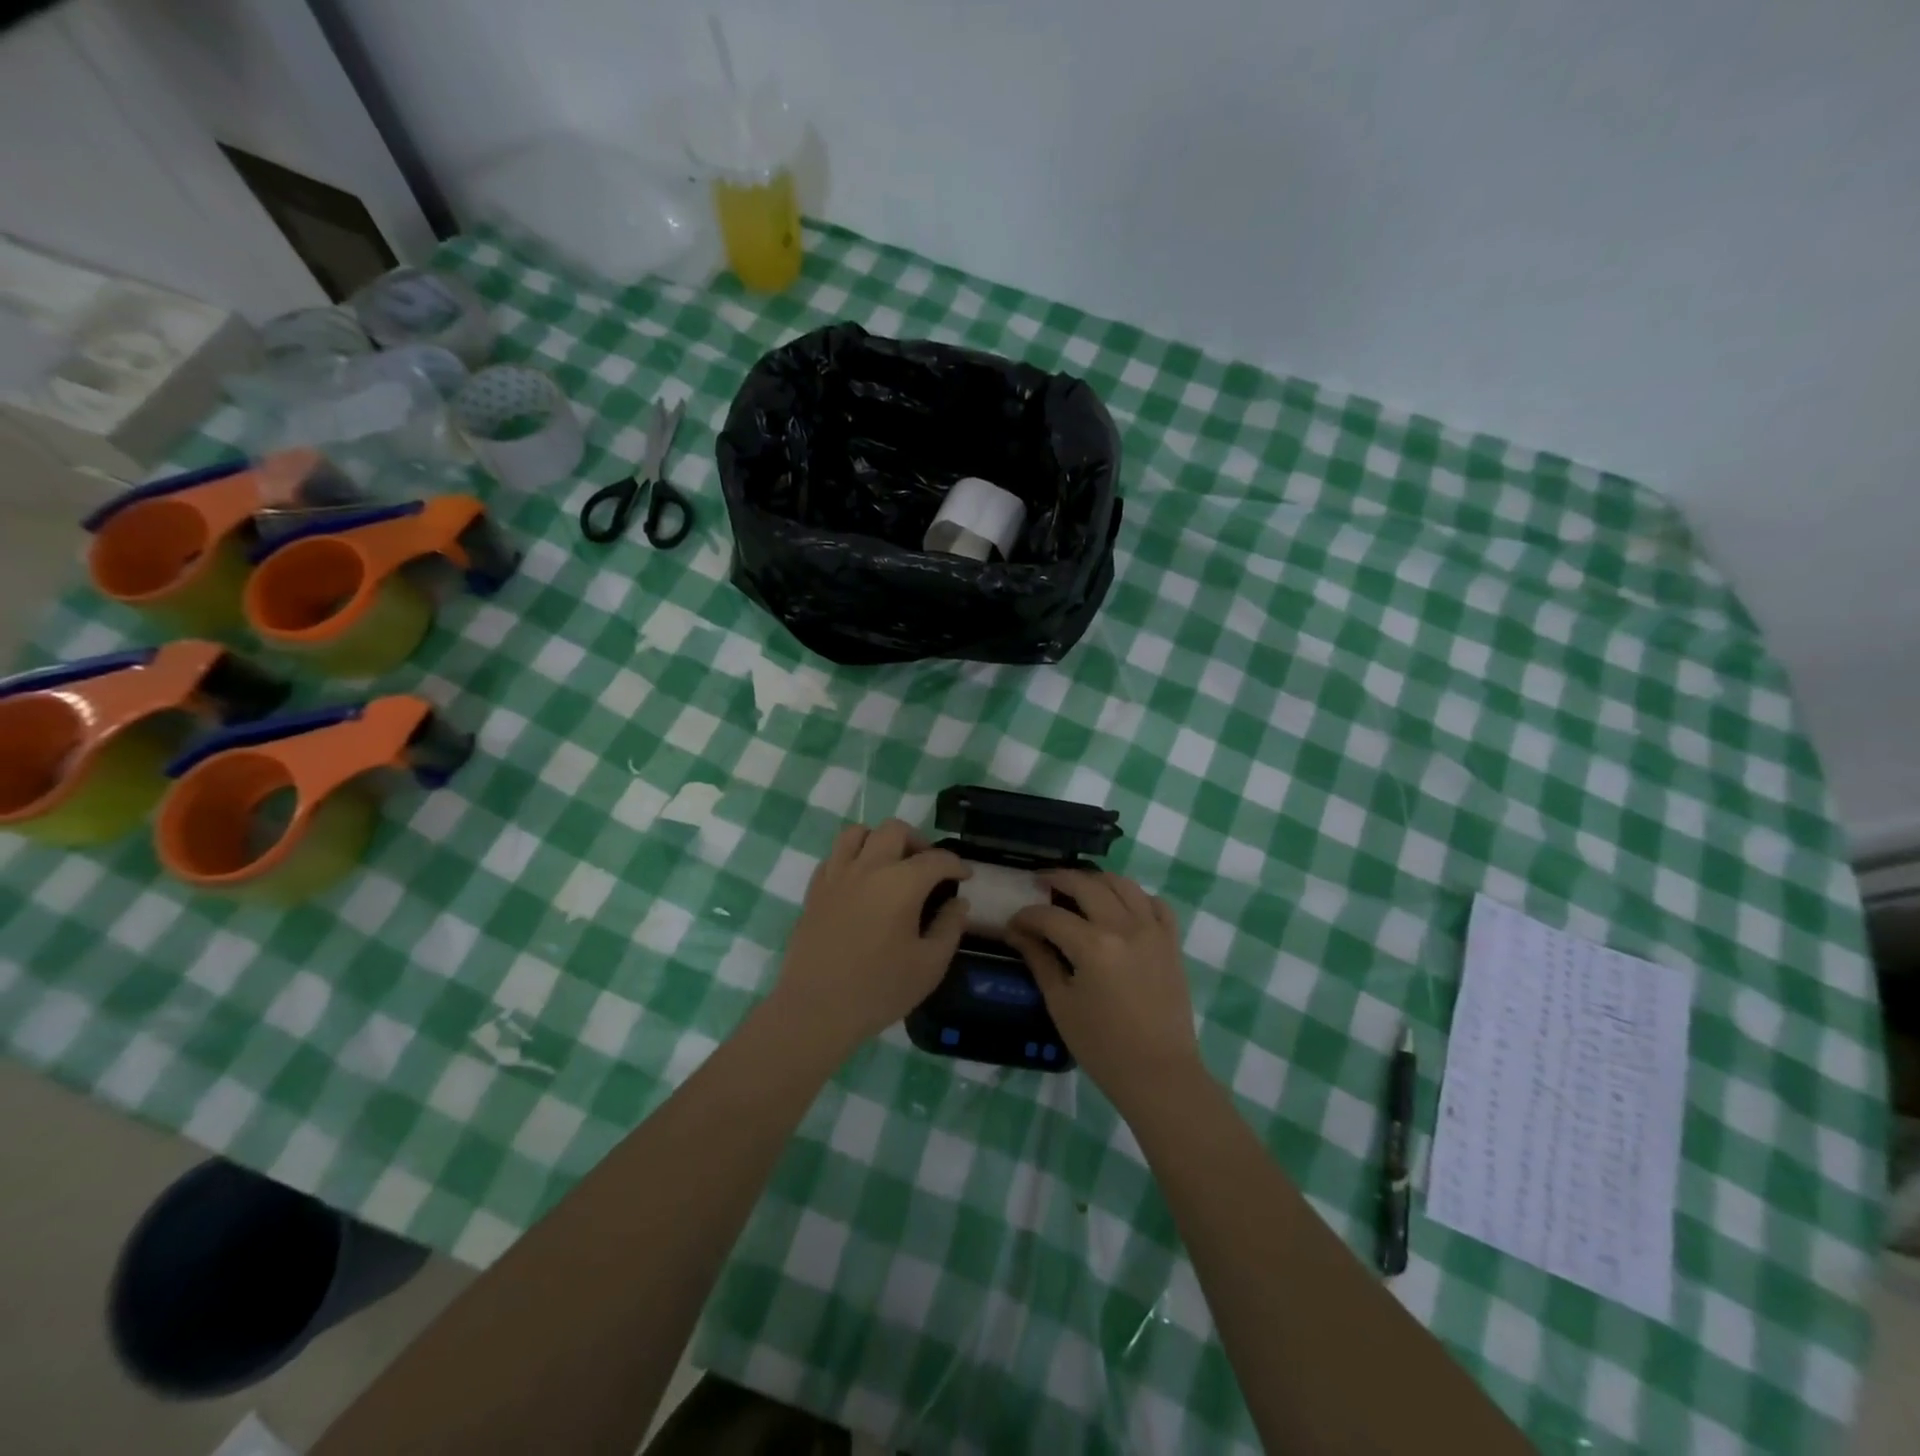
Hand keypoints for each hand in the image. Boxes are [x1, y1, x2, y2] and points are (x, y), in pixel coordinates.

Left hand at [770, 819, 971, 1057]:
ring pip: (857, 833)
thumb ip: (949, 928)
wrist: (816, 1009)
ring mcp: (836, 876)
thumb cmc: (879, 989)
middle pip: (894, 830)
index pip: (936, 859)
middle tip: (927, 867)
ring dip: (878, 840)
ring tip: (889, 865)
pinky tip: (859, 882)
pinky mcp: (814, 891)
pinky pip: (833, 857)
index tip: (965, 877)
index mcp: (901, 883)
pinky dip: (850, 858)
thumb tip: (959, 903)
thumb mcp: (929, 965)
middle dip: (917, 841)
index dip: (956, 865)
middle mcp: (868, 868)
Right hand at [1006, 870, 1199, 1110]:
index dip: (1026, 916)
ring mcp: (1152, 930)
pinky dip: (1135, 897)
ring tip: (1077, 886)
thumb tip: (1017, 932)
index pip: (1050, 916)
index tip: (1013, 923)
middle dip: (1057, 879)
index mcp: (1093, 945)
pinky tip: (1120, 906)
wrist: (1159, 1074)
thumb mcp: (1061, 1004)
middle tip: (1040, 883)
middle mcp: (1124, 926)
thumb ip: (1039, 960)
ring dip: (1095, 880)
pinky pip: (1154, 903)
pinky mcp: (1171, 941)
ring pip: (1122, 884)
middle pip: (1086, 885)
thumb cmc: (1102, 1046)